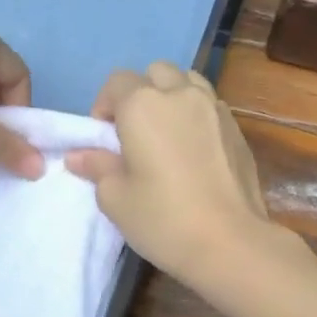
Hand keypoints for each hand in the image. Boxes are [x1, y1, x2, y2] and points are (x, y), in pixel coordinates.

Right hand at [65, 62, 274, 284]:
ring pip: (188, 82)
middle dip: (140, 93)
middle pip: (156, 73)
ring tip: (167, 133)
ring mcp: (215, 108)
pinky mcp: (237, 129)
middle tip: (135, 132)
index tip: (103, 137)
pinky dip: (197, 115)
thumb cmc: (163, 219)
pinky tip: (195, 150)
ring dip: (172, 97)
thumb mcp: (116, 198)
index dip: (104, 105)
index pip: (116, 82)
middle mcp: (181, 94)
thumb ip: (97, 167)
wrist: (230, 242)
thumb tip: (78, 155)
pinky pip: (211, 106)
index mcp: (143, 105)